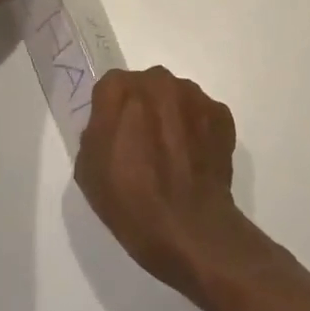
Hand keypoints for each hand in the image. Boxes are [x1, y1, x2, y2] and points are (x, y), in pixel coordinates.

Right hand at [75, 67, 260, 299]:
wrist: (186, 228)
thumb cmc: (128, 200)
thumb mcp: (87, 167)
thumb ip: (97, 130)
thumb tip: (114, 124)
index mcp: (120, 91)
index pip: (111, 87)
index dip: (111, 111)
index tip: (115, 135)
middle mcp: (159, 82)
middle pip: (147, 87)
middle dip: (144, 108)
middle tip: (144, 144)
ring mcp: (195, 97)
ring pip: (177, 98)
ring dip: (173, 117)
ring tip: (174, 155)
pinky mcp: (222, 115)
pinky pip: (202, 114)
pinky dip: (198, 130)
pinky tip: (194, 160)